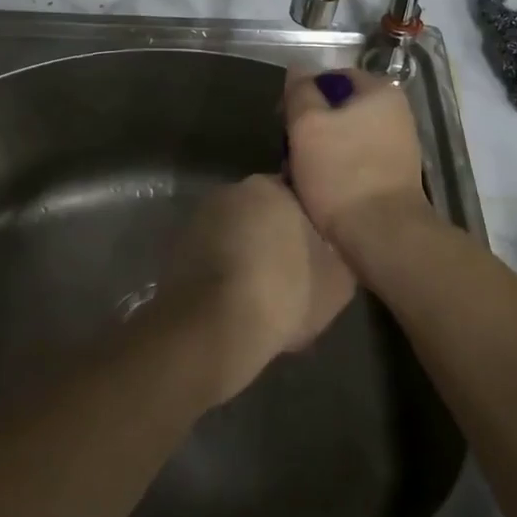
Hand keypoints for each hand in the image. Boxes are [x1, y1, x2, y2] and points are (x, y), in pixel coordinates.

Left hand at [160, 175, 354, 403]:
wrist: (213, 330)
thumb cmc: (283, 293)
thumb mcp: (337, 279)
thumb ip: (339, 251)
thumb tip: (333, 247)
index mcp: (269, 186)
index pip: (298, 195)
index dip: (311, 224)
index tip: (320, 251)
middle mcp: (230, 191)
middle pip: (264, 213)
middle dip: (277, 239)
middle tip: (296, 276)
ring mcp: (199, 220)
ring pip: (237, 236)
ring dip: (249, 257)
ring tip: (266, 299)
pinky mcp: (177, 251)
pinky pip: (214, 260)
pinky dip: (225, 276)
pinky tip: (239, 307)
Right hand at [283, 68, 432, 254]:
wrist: (383, 236)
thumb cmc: (342, 173)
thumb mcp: (308, 125)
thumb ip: (301, 92)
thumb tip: (298, 68)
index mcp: (381, 92)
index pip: (333, 76)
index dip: (303, 92)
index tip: (283, 117)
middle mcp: (397, 113)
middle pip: (340, 107)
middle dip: (311, 124)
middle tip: (288, 147)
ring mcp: (399, 146)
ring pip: (346, 136)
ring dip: (321, 149)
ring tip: (299, 171)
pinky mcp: (394, 176)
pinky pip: (357, 160)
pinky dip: (337, 168)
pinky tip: (321, 187)